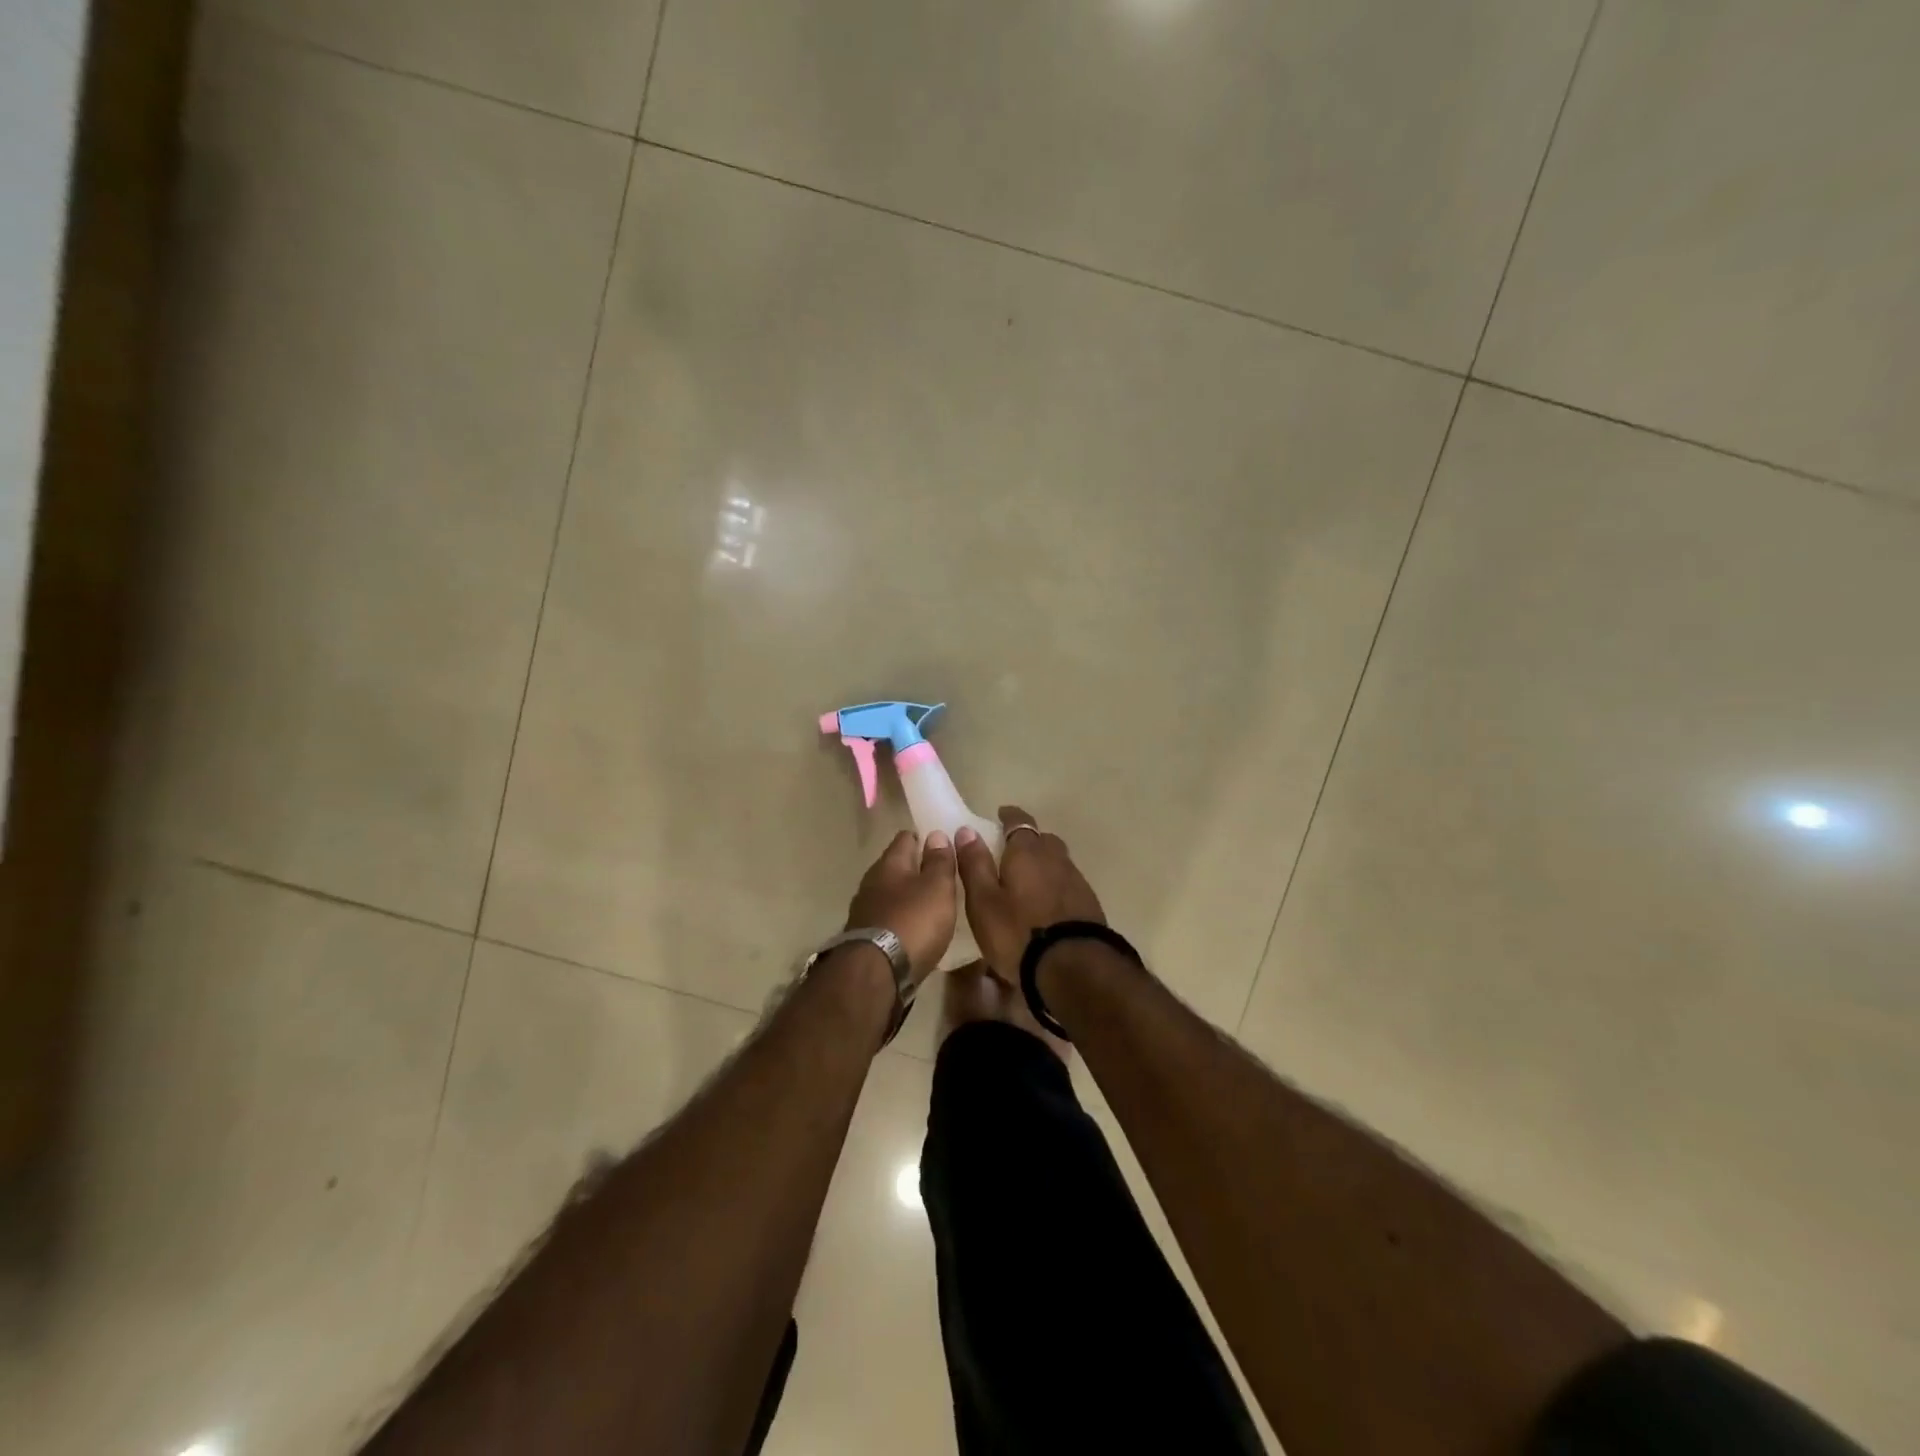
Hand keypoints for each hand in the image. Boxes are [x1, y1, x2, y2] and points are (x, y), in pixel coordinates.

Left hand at [844, 830, 957, 984]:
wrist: (876, 974)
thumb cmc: (913, 922)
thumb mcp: (937, 888)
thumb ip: (939, 861)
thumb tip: (936, 834)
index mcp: (889, 863)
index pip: (906, 837)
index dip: (924, 838)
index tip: (943, 844)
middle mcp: (872, 881)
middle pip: (896, 866)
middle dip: (916, 868)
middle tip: (942, 876)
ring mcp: (864, 910)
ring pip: (890, 893)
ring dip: (908, 896)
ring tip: (932, 904)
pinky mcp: (864, 936)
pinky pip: (887, 917)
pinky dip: (901, 918)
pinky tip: (915, 929)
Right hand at [955, 806, 1104, 986]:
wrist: (1075, 968)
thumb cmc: (1018, 933)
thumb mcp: (984, 901)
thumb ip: (975, 864)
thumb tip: (966, 831)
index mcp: (1027, 852)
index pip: (1019, 821)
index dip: (1009, 817)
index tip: (1000, 815)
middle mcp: (1056, 858)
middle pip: (1042, 840)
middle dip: (1027, 841)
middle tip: (1010, 853)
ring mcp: (1077, 881)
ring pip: (1057, 862)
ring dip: (1043, 865)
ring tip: (1026, 882)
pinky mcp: (1089, 904)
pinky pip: (1067, 884)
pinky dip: (1055, 887)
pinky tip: (1046, 906)